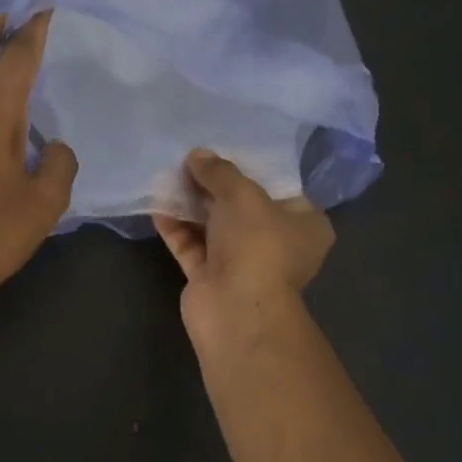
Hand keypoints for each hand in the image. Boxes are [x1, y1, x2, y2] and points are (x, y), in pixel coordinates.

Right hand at [153, 150, 334, 349]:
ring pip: (214, 226)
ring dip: (192, 205)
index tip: (229, 151)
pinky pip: (191, 245)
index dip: (255, 170)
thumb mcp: (242, 194)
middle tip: (191, 158)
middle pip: (243, 207)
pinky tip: (157, 204)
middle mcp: (276, 244)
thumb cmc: (257, 245)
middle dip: (216, 185)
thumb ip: (219, 172)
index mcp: (305, 225)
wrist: (235, 310)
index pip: (282, 190)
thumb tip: (197, 155)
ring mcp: (242, 263)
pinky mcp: (211, 277)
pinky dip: (176, 227)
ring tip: (168, 174)